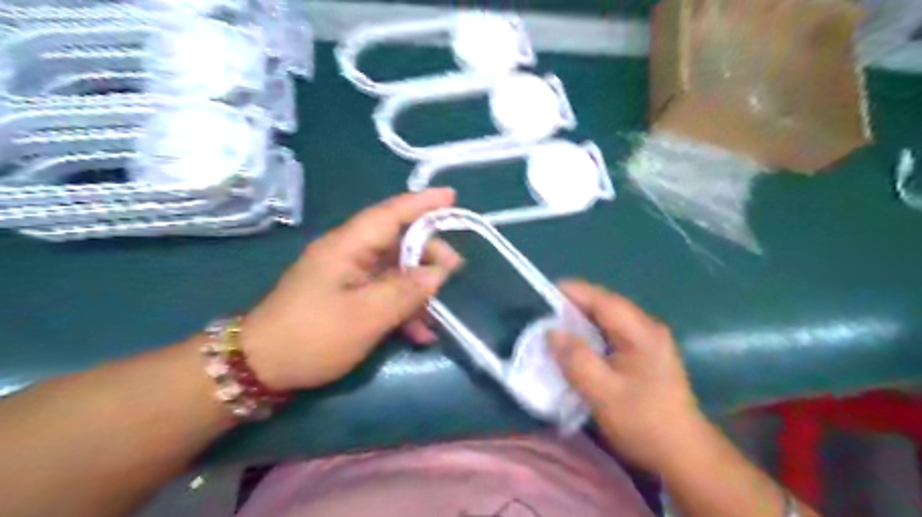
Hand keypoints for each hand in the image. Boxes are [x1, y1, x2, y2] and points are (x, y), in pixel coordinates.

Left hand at [243, 190, 460, 391]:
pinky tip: (420, 333)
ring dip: (418, 288)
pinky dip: (403, 308)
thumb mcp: (366, 316)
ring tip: (440, 311)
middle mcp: (348, 254)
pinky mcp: (347, 296)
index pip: (390, 214)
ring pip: (394, 270)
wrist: (261, 368)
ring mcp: (348, 276)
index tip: (452, 197)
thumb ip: (405, 291)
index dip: (422, 203)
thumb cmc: (313, 337)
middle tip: (455, 270)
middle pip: (397, 240)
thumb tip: (437, 273)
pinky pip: (384, 292)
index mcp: (347, 246)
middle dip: (428, 253)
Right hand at [547, 281, 706, 473]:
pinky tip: (578, 347)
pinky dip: (592, 336)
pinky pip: (612, 334)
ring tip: (556, 328)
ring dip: (582, 322)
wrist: (683, 454)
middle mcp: (647, 329)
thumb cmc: (644, 422)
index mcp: (641, 333)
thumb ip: (576, 359)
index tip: (545, 292)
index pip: (603, 301)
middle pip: (606, 307)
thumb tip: (552, 332)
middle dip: (575, 307)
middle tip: (545, 314)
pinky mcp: (645, 355)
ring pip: (608, 321)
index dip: (574, 292)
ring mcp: (649, 341)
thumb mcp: (604, 393)